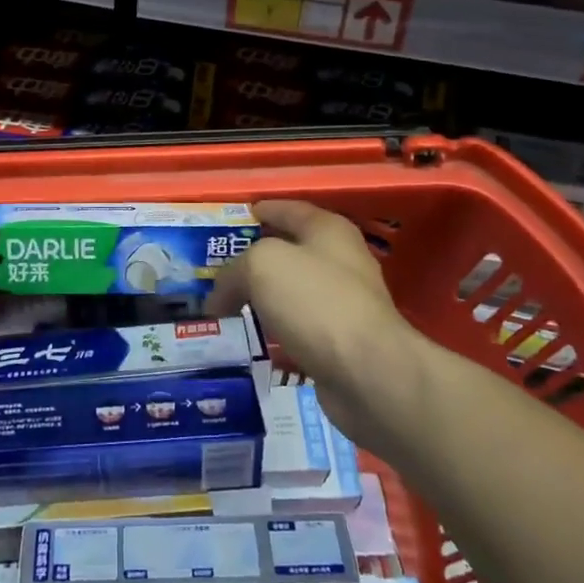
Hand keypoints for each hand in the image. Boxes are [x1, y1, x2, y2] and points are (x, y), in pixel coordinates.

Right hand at [209, 200, 423, 452]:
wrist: (368, 374)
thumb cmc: (315, 301)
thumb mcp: (261, 266)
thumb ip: (233, 271)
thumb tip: (218, 296)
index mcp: (328, 230)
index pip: (287, 209)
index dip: (259, 210)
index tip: (230, 220)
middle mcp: (339, 262)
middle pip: (288, 252)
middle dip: (252, 260)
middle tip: (215, 270)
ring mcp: (342, 304)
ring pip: (290, 294)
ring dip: (261, 300)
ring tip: (224, 308)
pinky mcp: (340, 344)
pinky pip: (296, 330)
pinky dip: (273, 334)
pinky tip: (248, 341)